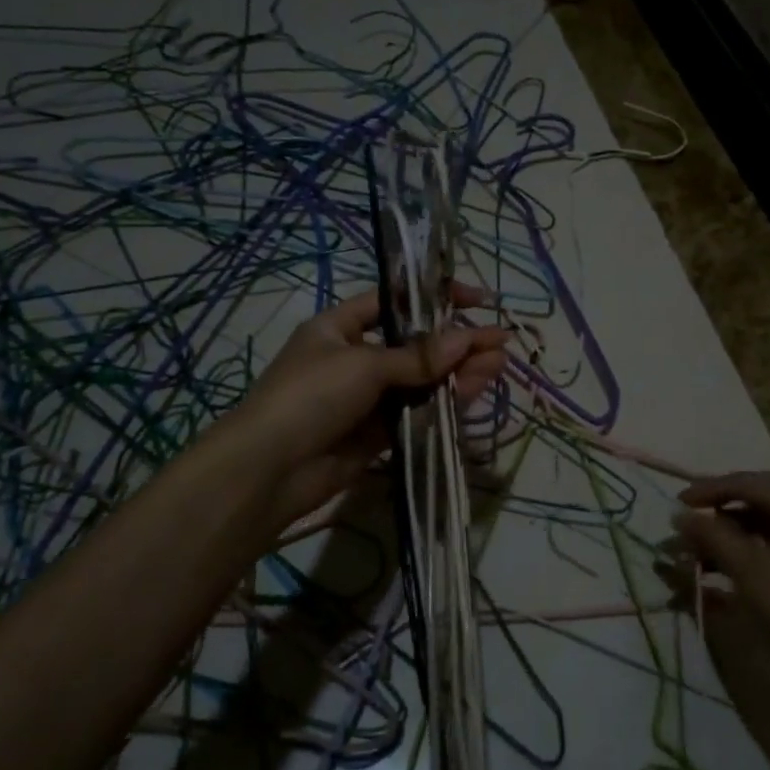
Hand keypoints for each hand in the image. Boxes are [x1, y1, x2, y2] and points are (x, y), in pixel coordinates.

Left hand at [218, 285, 510, 532]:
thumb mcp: (363, 365)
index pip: (394, 302)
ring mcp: (367, 398)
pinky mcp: (377, 433)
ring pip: (421, 380)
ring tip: (498, 367)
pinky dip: (444, 403)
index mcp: (340, 327)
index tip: (476, 301)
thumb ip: (417, 356)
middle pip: (416, 345)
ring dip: (458, 373)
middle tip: (499, 345)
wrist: (270, 470)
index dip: (434, 299)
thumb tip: (468, 340)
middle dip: (457, 343)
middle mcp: (355, 358)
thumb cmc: (310, 396)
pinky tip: (473, 394)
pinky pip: (417, 411)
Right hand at [673, 471, 769, 715]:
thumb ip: (712, 537)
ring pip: (759, 525)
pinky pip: (766, 548)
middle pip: (756, 500)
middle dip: (717, 508)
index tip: (677, 502)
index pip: (750, 483)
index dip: (710, 489)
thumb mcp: (749, 571)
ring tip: (692, 550)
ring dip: (725, 533)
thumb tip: (679, 515)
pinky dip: (738, 552)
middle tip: (687, 518)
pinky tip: (713, 570)